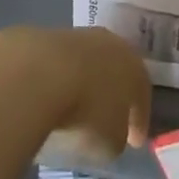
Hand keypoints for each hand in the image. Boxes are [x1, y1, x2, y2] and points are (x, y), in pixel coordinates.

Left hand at [0, 27, 151, 165]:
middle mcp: (108, 44)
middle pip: (114, 69)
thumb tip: (111, 134)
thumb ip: (116, 137)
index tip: (135, 141)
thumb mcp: (109, 143)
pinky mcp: (42, 36)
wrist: (36, 75)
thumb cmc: (85, 113)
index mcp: (133, 67)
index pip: (142, 93)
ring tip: (70, 108)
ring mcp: (75, 36)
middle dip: (112, 93)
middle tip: (107, 118)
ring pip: (85, 62)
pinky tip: (46, 98)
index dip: (139, 119)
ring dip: (81, 83)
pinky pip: (56, 64)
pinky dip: (55, 80)